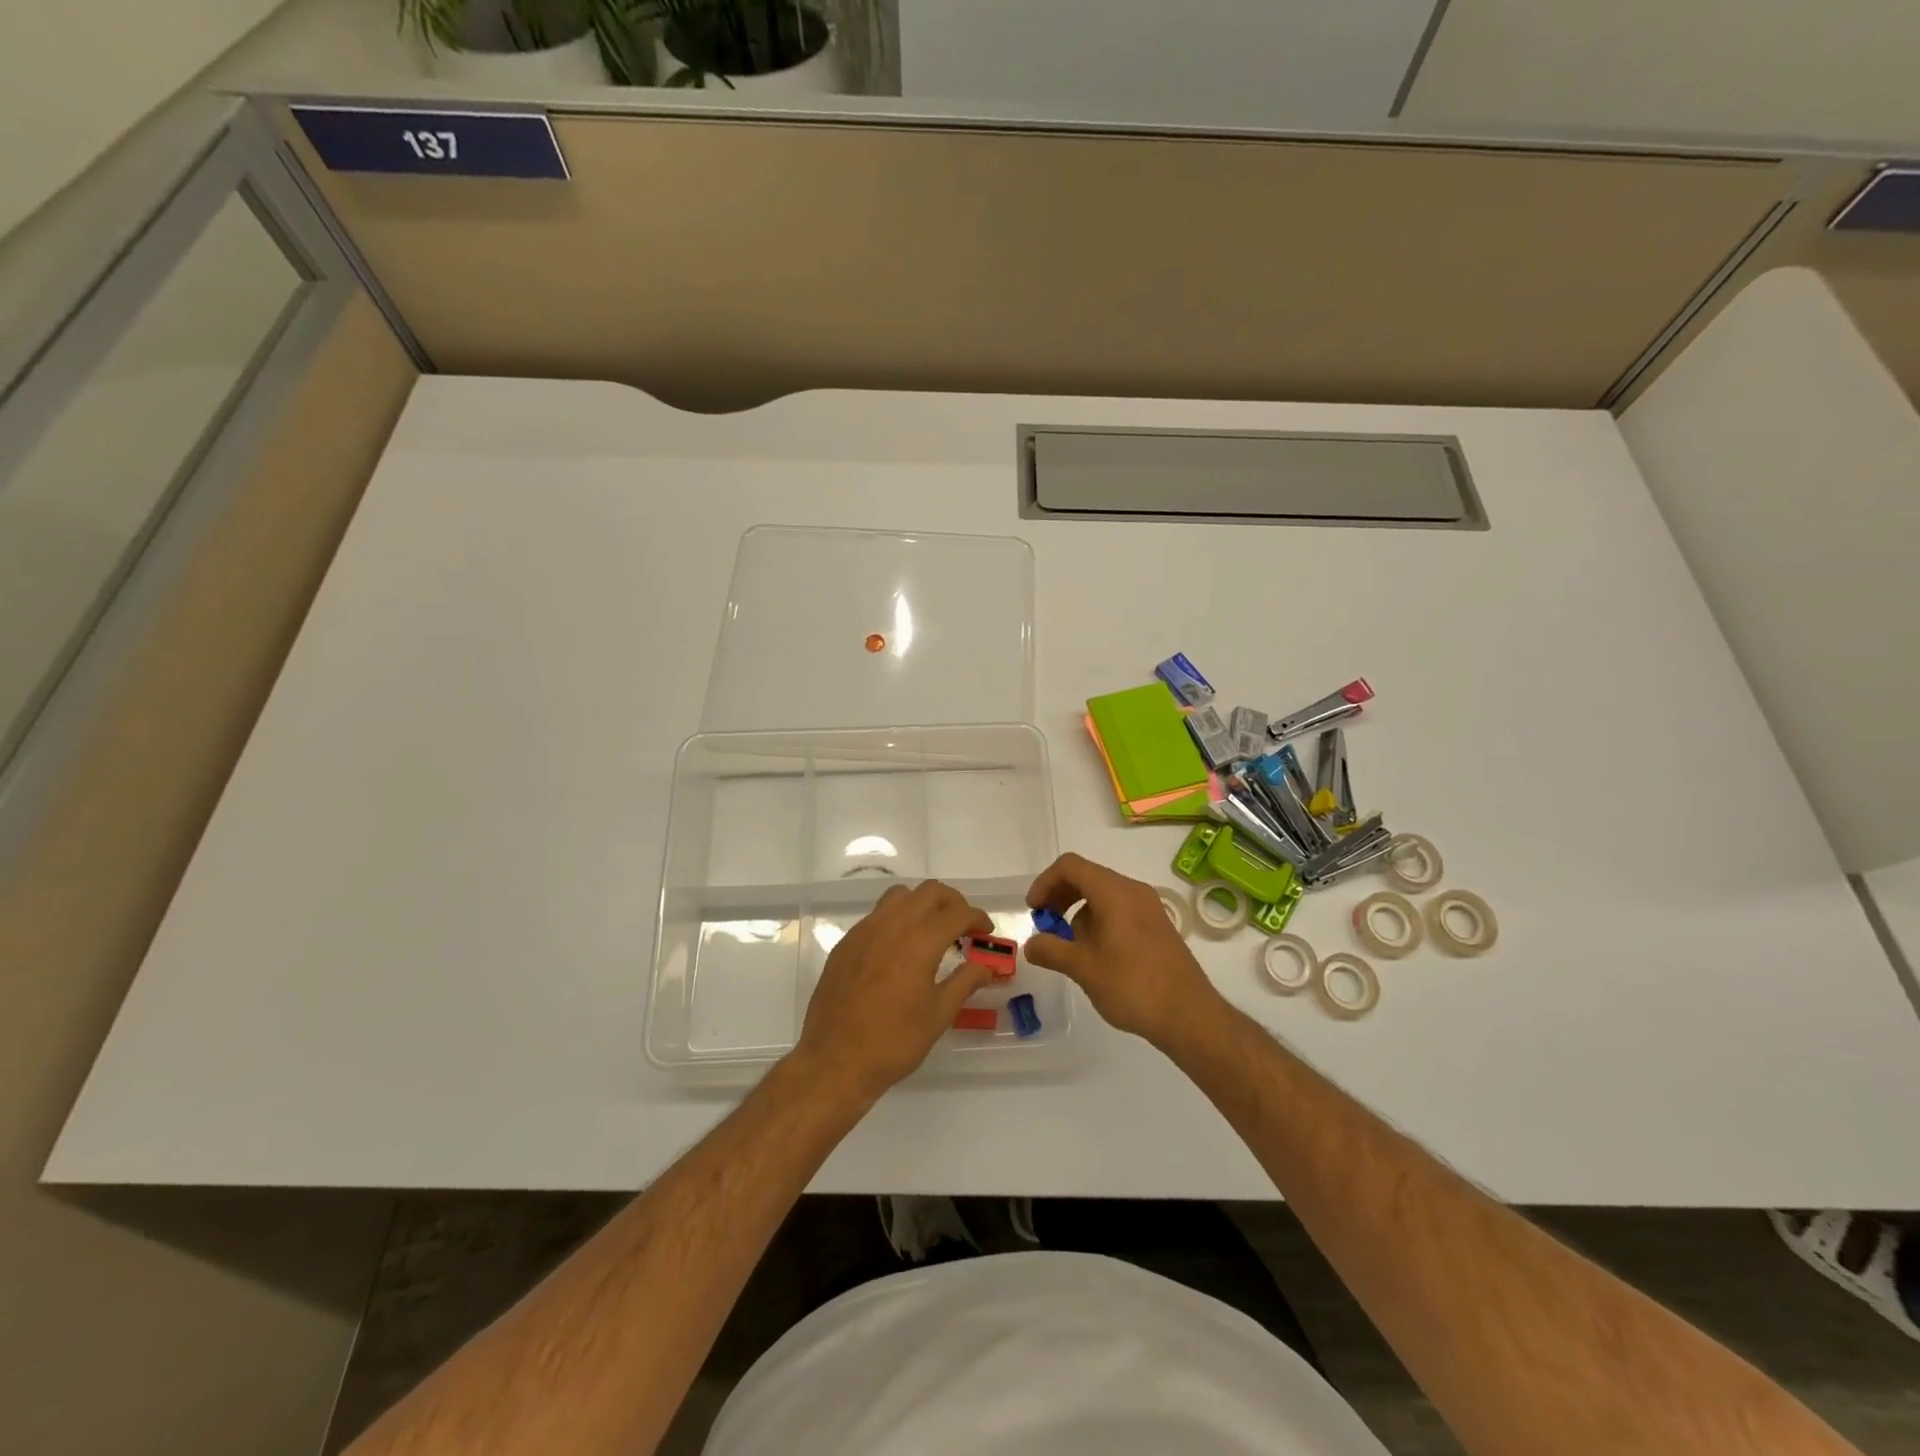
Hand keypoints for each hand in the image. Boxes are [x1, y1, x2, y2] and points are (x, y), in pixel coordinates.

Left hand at [794, 880, 993, 1100]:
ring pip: (900, 896)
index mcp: (920, 941)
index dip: (977, 918)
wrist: (834, 1060)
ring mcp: (864, 931)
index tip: (986, 932)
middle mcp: (892, 925)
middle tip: (964, 926)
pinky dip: (897, 919)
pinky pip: (877, 915)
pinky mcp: (846, 943)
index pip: (957, 913)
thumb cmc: (894, 1041)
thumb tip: (986, 967)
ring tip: (932, 931)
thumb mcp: (939, 1015)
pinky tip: (899, 949)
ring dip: (922, 904)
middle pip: (930, 892)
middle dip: (953, 902)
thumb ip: (965, 982)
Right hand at [1024, 853, 1221, 1046]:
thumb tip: (1031, 944)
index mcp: (1114, 892)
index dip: (1045, 883)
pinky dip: (1099, 920)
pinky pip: (1120, 909)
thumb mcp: (1083, 969)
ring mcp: (1149, 908)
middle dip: (1060, 896)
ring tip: (1070, 947)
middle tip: (1046, 926)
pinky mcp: (1157, 926)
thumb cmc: (1133, 986)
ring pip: (1103, 894)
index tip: (1034, 911)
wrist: (1189, 1016)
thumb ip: (1051, 951)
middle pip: (1087, 876)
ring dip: (1079, 912)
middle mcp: (1133, 891)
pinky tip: (1096, 954)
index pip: (1070, 866)